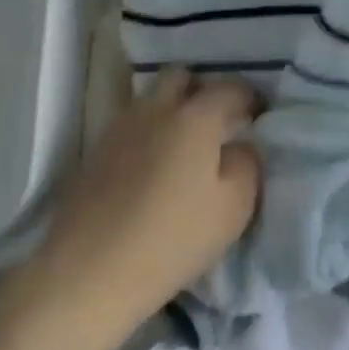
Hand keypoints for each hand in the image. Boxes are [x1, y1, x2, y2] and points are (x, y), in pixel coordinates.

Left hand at [6, 70, 262, 335]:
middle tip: (218, 120)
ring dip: (171, 109)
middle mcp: (155, 110)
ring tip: (185, 145)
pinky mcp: (95, 154)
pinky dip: (148, 134)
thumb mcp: (235, 206)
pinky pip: (130, 127)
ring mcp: (119, 129)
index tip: (258, 115)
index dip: (250, 97)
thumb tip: (240, 145)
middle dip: (203, 89)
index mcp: (195, 117)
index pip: (230, 87)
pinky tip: (154, 167)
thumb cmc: (174, 238)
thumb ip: (247, 164)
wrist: (89, 273)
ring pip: (151, 99)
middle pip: (180, 76)